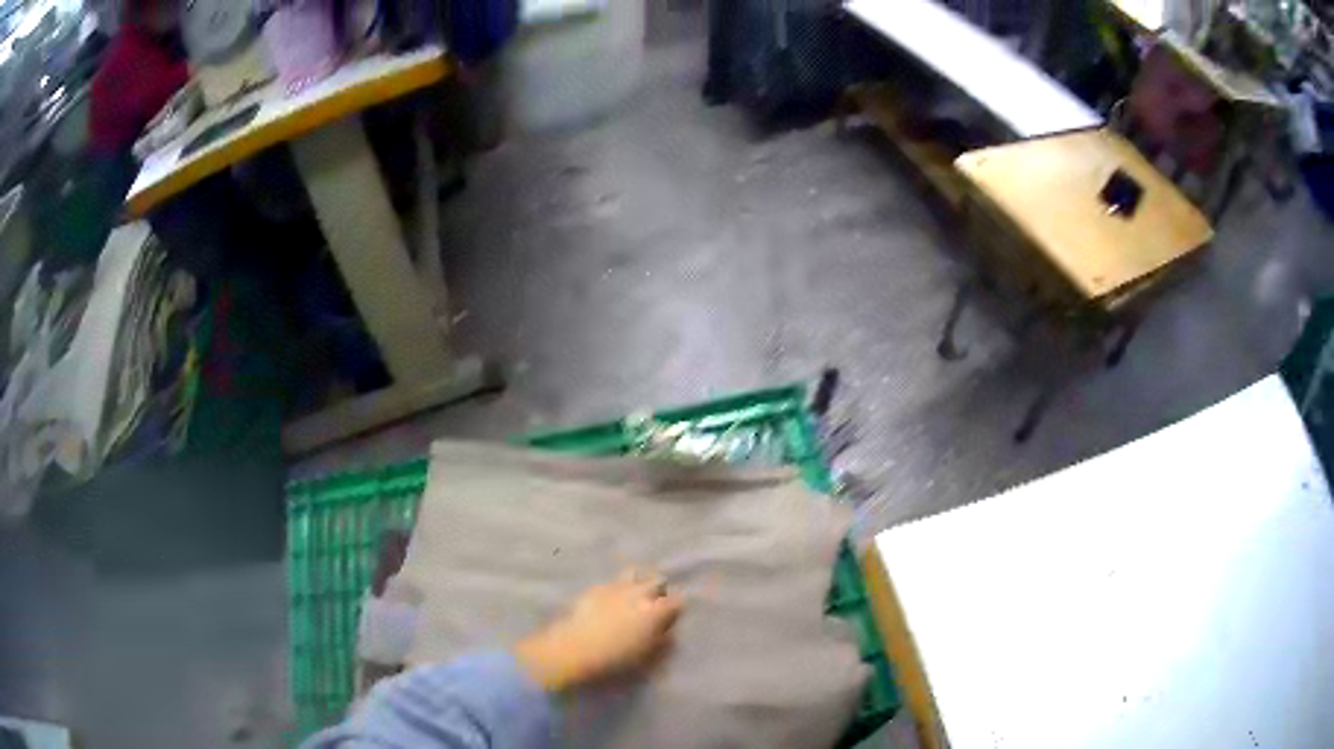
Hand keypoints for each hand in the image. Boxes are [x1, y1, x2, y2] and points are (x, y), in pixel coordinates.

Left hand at [514, 569, 683, 691]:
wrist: (575, 650)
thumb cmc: (615, 659)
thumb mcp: (647, 657)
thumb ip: (662, 642)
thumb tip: (668, 633)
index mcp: (655, 611)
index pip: (677, 601)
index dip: (676, 608)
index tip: (672, 616)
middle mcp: (638, 593)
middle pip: (657, 580)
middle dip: (659, 589)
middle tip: (654, 604)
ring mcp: (615, 587)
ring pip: (633, 573)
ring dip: (637, 582)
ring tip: (632, 596)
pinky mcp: (595, 589)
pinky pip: (611, 582)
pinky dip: (615, 588)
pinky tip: (609, 601)